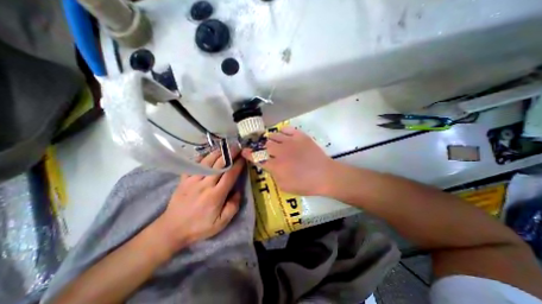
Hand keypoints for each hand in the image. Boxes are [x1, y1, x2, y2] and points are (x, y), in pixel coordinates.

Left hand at [153, 150, 244, 250]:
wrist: (172, 229)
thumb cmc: (199, 226)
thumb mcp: (221, 223)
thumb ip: (233, 207)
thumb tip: (238, 191)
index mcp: (216, 195)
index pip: (230, 175)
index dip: (238, 164)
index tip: (244, 158)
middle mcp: (205, 184)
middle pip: (220, 165)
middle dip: (230, 154)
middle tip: (237, 147)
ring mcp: (192, 180)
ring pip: (207, 162)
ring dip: (217, 153)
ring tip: (225, 147)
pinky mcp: (183, 179)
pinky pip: (193, 164)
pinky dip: (201, 157)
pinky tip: (207, 154)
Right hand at [242, 125, 337, 195]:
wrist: (325, 175)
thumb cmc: (305, 184)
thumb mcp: (285, 186)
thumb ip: (274, 175)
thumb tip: (270, 166)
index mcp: (276, 165)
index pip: (258, 158)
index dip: (249, 154)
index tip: (244, 150)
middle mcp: (281, 151)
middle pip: (265, 144)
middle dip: (261, 146)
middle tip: (262, 147)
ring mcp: (291, 142)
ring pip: (274, 136)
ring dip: (270, 139)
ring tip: (272, 141)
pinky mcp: (300, 136)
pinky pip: (287, 129)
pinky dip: (282, 131)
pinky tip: (283, 135)